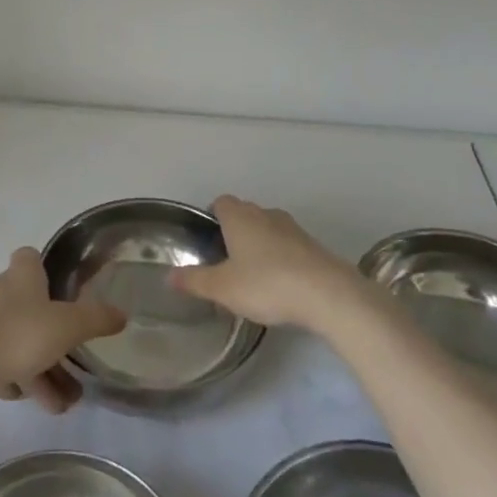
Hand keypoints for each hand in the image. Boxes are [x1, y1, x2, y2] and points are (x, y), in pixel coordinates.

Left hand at [0, 248, 126, 413]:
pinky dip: (13, 378)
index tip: (62, 290)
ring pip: (16, 341)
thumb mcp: (66, 326)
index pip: (31, 257)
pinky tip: (24, 399)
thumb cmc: (16, 333)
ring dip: (38, 369)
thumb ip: (95, 319)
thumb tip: (122, 313)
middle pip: (29, 307)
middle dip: (51, 336)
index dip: (45, 269)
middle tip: (74, 366)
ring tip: (60, 404)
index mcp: (22, 276)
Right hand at [168, 195, 358, 329]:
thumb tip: (169, 275)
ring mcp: (293, 228)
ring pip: (268, 228)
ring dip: (259, 245)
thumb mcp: (223, 288)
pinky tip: (279, 284)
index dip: (212, 216)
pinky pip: (288, 245)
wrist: (327, 294)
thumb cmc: (266, 284)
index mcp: (240, 217)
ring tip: (252, 275)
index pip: (221, 202)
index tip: (208, 240)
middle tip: (226, 261)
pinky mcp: (312, 245)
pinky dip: (280, 258)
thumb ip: (195, 281)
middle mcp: (265, 214)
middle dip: (234, 231)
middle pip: (244, 213)